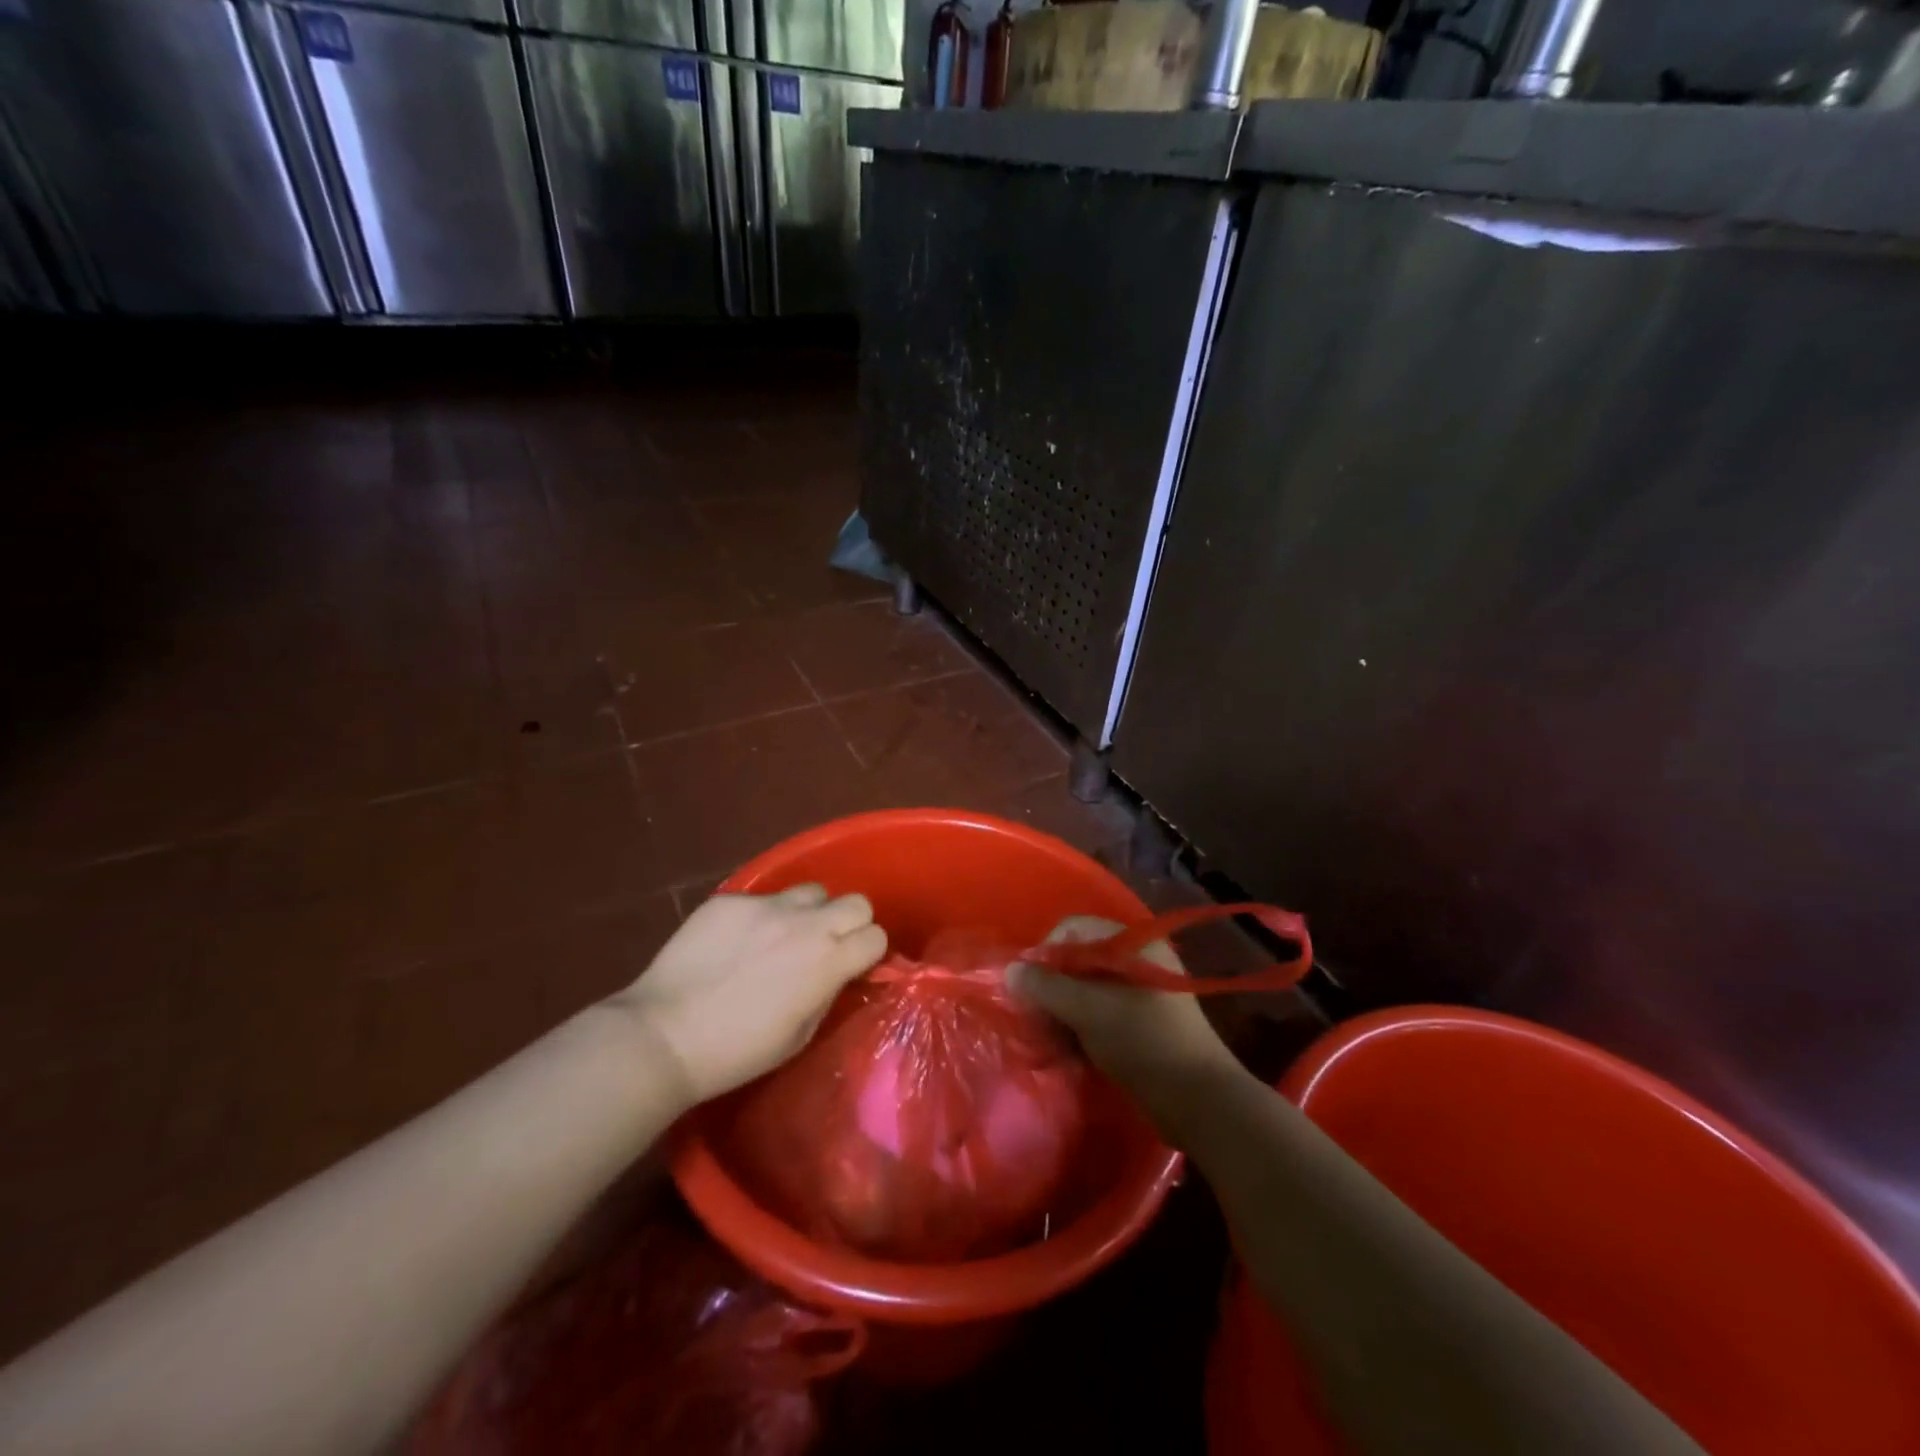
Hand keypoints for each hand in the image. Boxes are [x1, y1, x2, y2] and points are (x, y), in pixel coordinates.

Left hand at [611, 885, 886, 1104]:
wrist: (664, 1035)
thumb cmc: (736, 1051)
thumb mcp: (799, 1035)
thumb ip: (827, 992)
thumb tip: (837, 972)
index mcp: (827, 961)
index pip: (876, 936)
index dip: (868, 952)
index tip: (854, 965)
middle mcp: (805, 924)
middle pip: (856, 901)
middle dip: (849, 922)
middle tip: (826, 945)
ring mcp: (766, 906)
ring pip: (811, 891)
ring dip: (807, 913)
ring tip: (781, 937)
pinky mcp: (731, 900)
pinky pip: (762, 899)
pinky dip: (759, 917)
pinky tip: (735, 942)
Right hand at [1007, 916, 1232, 1094]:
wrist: (1200, 1102)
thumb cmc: (1144, 1043)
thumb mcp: (1089, 1011)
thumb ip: (1046, 988)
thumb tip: (1010, 970)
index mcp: (1134, 943)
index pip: (1074, 928)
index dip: (1046, 952)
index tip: (1030, 986)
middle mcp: (1138, 959)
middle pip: (1078, 958)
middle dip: (1052, 985)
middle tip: (1036, 1016)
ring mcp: (1141, 991)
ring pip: (1086, 987)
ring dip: (1063, 1008)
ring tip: (1049, 1037)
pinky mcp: (1141, 1020)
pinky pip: (1099, 1009)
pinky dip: (1080, 1023)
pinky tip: (1068, 1049)